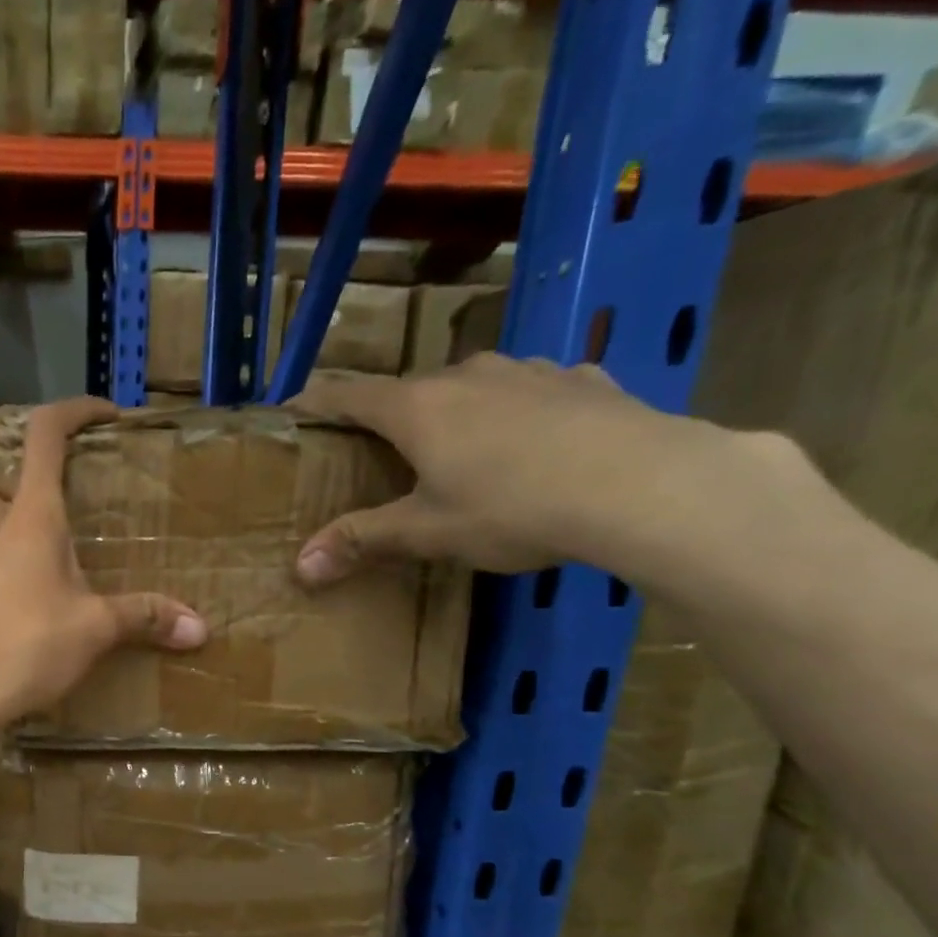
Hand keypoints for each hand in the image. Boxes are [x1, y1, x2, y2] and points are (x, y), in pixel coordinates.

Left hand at [0, 397, 206, 740]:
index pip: (44, 435)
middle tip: (55, 506)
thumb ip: (143, 618)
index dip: (73, 412)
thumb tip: (200, 627)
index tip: (103, 416)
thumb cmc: (24, 645)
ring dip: (5, 529)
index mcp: (30, 517)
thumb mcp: (93, 629)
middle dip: (17, 480)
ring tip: (45, 562)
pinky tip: (20, 607)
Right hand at [291, 354, 752, 580]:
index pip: (349, 394)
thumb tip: (300, 566)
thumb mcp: (428, 533)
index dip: (316, 401)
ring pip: (472, 385)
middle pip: (410, 389)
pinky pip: (532, 390)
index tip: (293, 409)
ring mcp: (528, 370)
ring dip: (455, 409)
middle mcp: (467, 374)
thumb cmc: (513, 507)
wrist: (644, 485)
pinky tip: (534, 439)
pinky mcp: (581, 379)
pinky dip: (516, 410)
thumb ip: (362, 541)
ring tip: (458, 445)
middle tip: (380, 449)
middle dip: (389, 416)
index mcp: (418, 407)